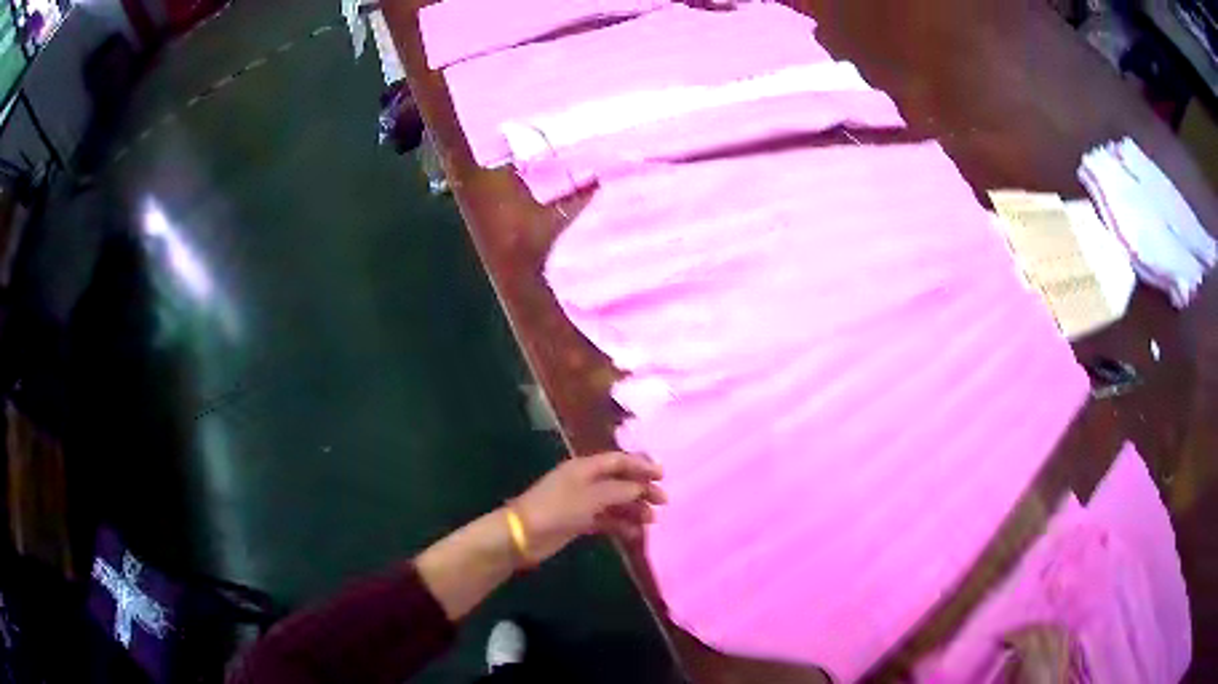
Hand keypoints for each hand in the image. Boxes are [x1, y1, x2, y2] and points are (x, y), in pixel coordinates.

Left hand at [511, 452, 666, 562]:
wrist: (522, 535)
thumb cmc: (556, 510)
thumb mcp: (590, 498)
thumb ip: (619, 490)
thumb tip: (642, 486)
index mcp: (585, 467)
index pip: (619, 460)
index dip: (641, 465)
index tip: (663, 476)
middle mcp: (585, 481)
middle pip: (620, 480)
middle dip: (642, 489)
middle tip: (663, 501)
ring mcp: (581, 502)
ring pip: (615, 501)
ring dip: (634, 508)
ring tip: (651, 520)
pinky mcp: (579, 521)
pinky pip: (606, 519)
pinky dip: (621, 524)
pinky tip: (635, 533)